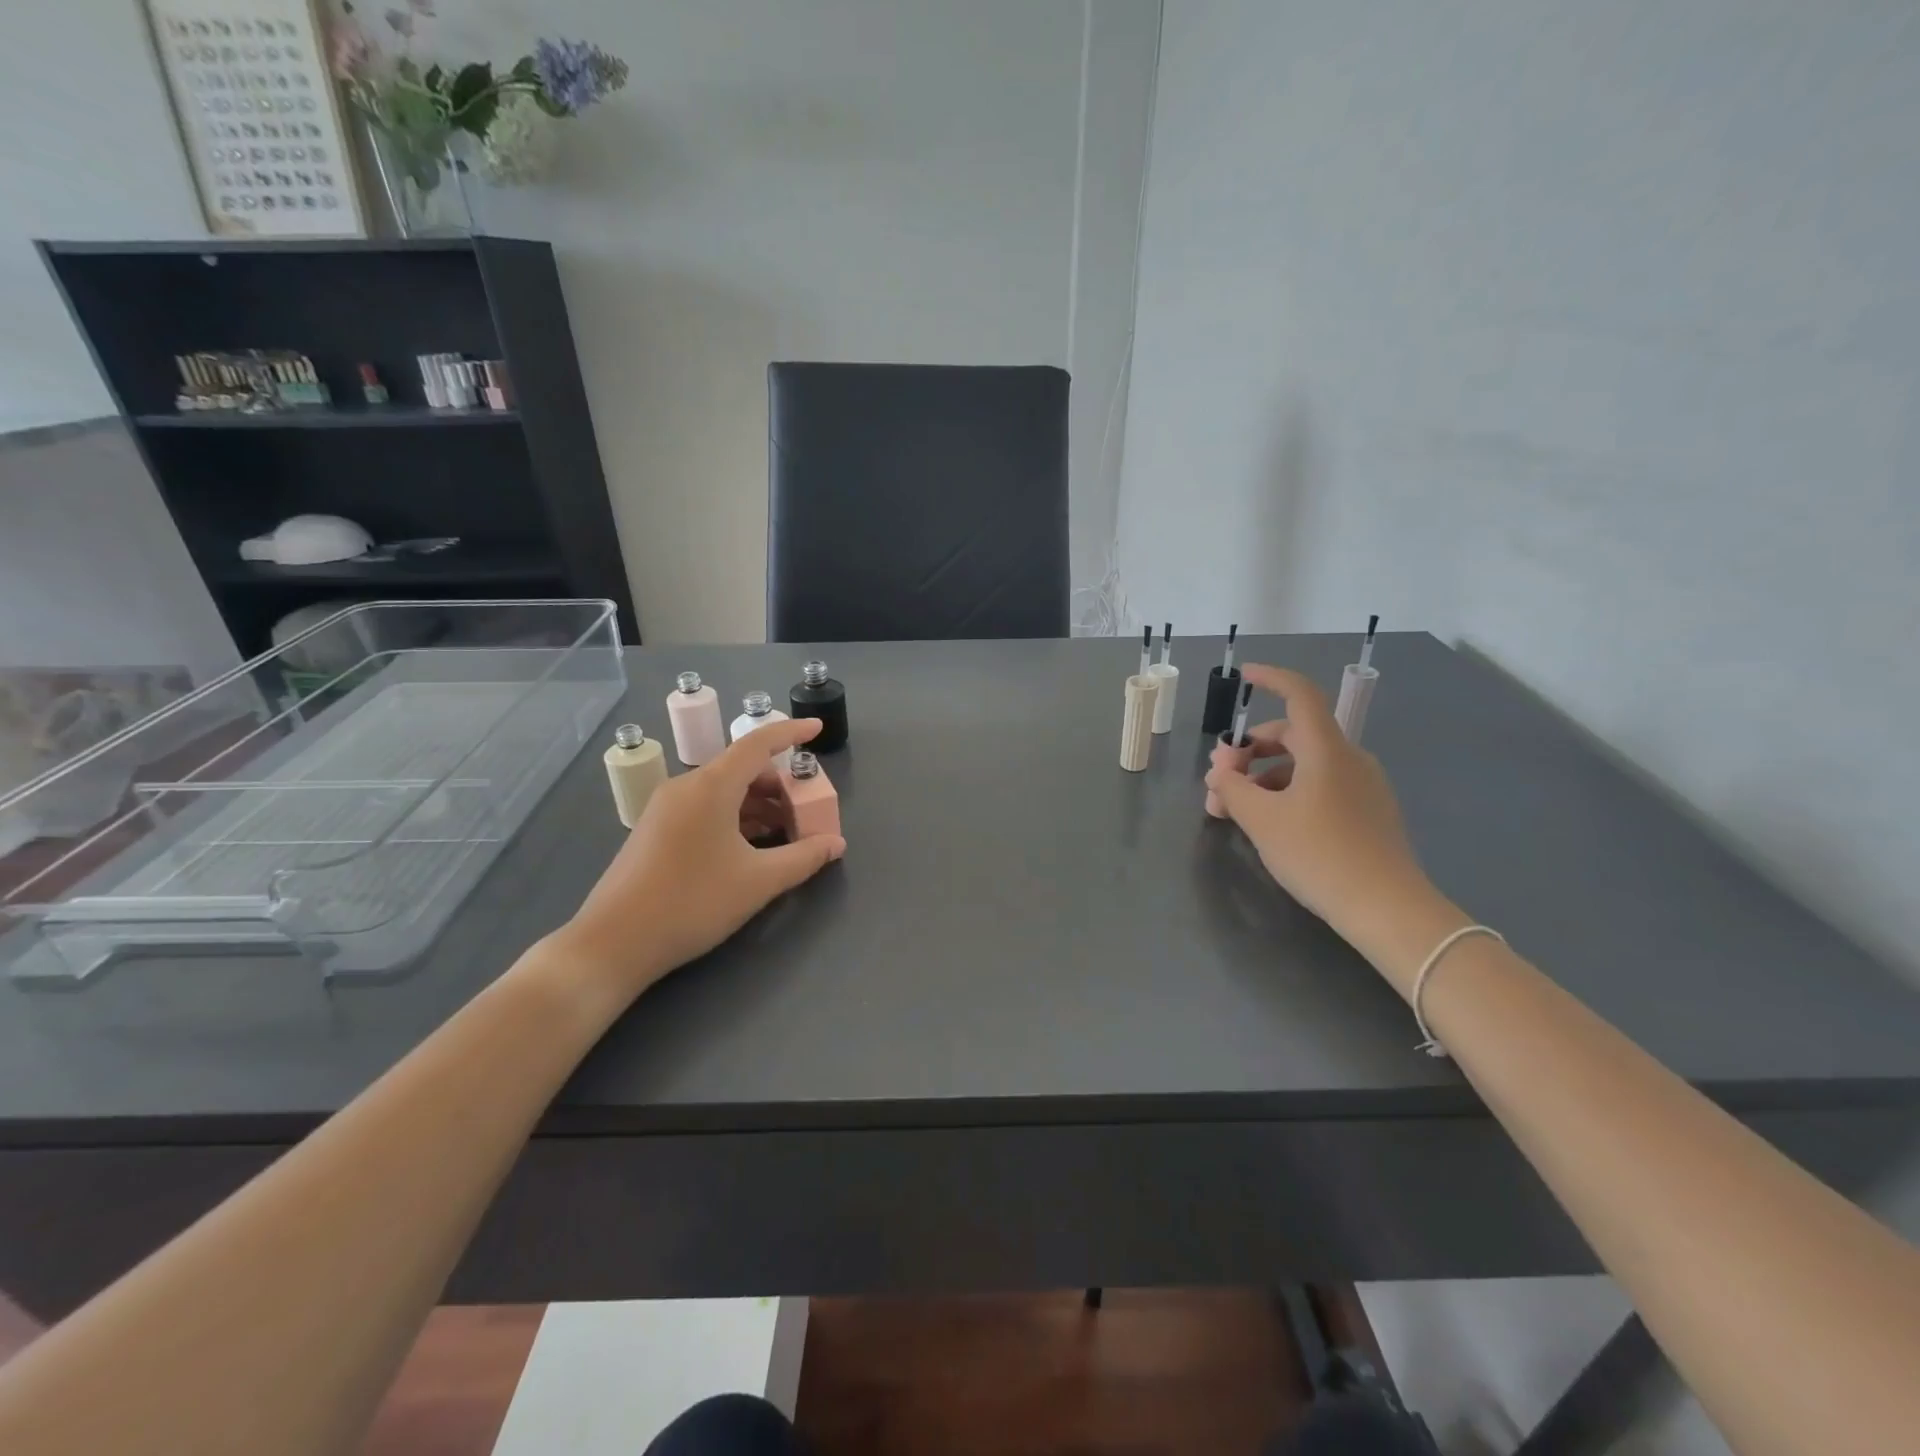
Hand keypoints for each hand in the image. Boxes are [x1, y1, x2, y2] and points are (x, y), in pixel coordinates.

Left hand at [547, 717, 845, 1002]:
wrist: (613, 943)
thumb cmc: (692, 902)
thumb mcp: (758, 881)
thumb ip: (803, 858)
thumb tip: (836, 843)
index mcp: (710, 786)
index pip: (757, 744)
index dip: (790, 733)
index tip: (817, 728)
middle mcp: (686, 787)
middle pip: (742, 770)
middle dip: (780, 785)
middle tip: (807, 810)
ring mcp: (666, 809)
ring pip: (723, 792)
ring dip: (759, 805)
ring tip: (786, 834)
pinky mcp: (656, 831)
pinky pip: (705, 809)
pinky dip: (735, 818)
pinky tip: (751, 847)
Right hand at [1205, 664, 1449, 969]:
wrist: (1387, 909)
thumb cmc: (1319, 854)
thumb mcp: (1262, 820)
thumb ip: (1232, 788)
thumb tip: (1220, 772)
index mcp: (1326, 750)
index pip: (1300, 695)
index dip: (1271, 679)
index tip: (1243, 676)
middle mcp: (1348, 758)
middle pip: (1292, 735)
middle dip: (1248, 751)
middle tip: (1217, 782)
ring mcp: (1362, 786)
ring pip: (1302, 765)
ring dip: (1262, 778)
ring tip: (1233, 811)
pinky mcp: (1367, 812)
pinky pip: (1319, 786)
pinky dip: (1287, 793)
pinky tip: (1267, 824)